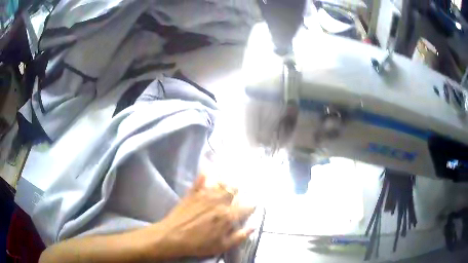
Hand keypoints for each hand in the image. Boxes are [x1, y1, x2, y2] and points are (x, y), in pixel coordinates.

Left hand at [145, 174, 254, 258]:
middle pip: (233, 190)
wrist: (173, 237)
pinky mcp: (192, 193)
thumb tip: (253, 226)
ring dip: (226, 181)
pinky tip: (208, 169)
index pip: (245, 207)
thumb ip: (240, 236)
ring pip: (220, 183)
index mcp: (227, 216)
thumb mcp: (222, 246)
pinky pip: (200, 180)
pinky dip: (205, 174)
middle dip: (239, 190)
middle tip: (239, 190)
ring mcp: (204, 196)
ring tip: (229, 179)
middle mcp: (218, 203)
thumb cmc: (199, 244)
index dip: (251, 205)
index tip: (253, 204)